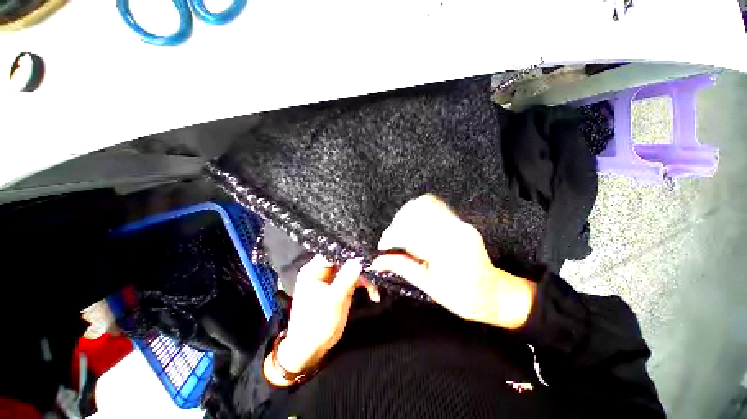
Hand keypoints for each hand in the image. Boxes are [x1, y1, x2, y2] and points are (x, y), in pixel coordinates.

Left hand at [264, 256, 378, 386]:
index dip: (348, 252)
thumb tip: (359, 260)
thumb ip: (346, 278)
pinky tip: (373, 295)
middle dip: (360, 266)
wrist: (311, 349)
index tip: (365, 254)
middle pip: (344, 260)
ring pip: (352, 270)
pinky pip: (354, 281)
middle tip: (375, 270)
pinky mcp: (340, 289)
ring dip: (365, 278)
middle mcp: (323, 272)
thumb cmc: (316, 324)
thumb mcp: (333, 300)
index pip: (332, 253)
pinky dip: (364, 286)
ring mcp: (332, 280)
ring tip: (375, 290)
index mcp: (313, 270)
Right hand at [370, 194, 535, 328]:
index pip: (410, 232)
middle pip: (416, 212)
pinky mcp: (460, 221)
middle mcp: (454, 230)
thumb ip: (402, 267)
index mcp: (447, 250)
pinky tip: (414, 225)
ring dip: (407, 215)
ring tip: (401, 231)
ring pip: (425, 204)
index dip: (391, 237)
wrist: (495, 293)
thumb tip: (377, 262)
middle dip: (397, 224)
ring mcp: (459, 222)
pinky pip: (435, 206)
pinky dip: (419, 212)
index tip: (383, 247)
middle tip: (392, 240)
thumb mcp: (430, 287)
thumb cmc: (464, 297)